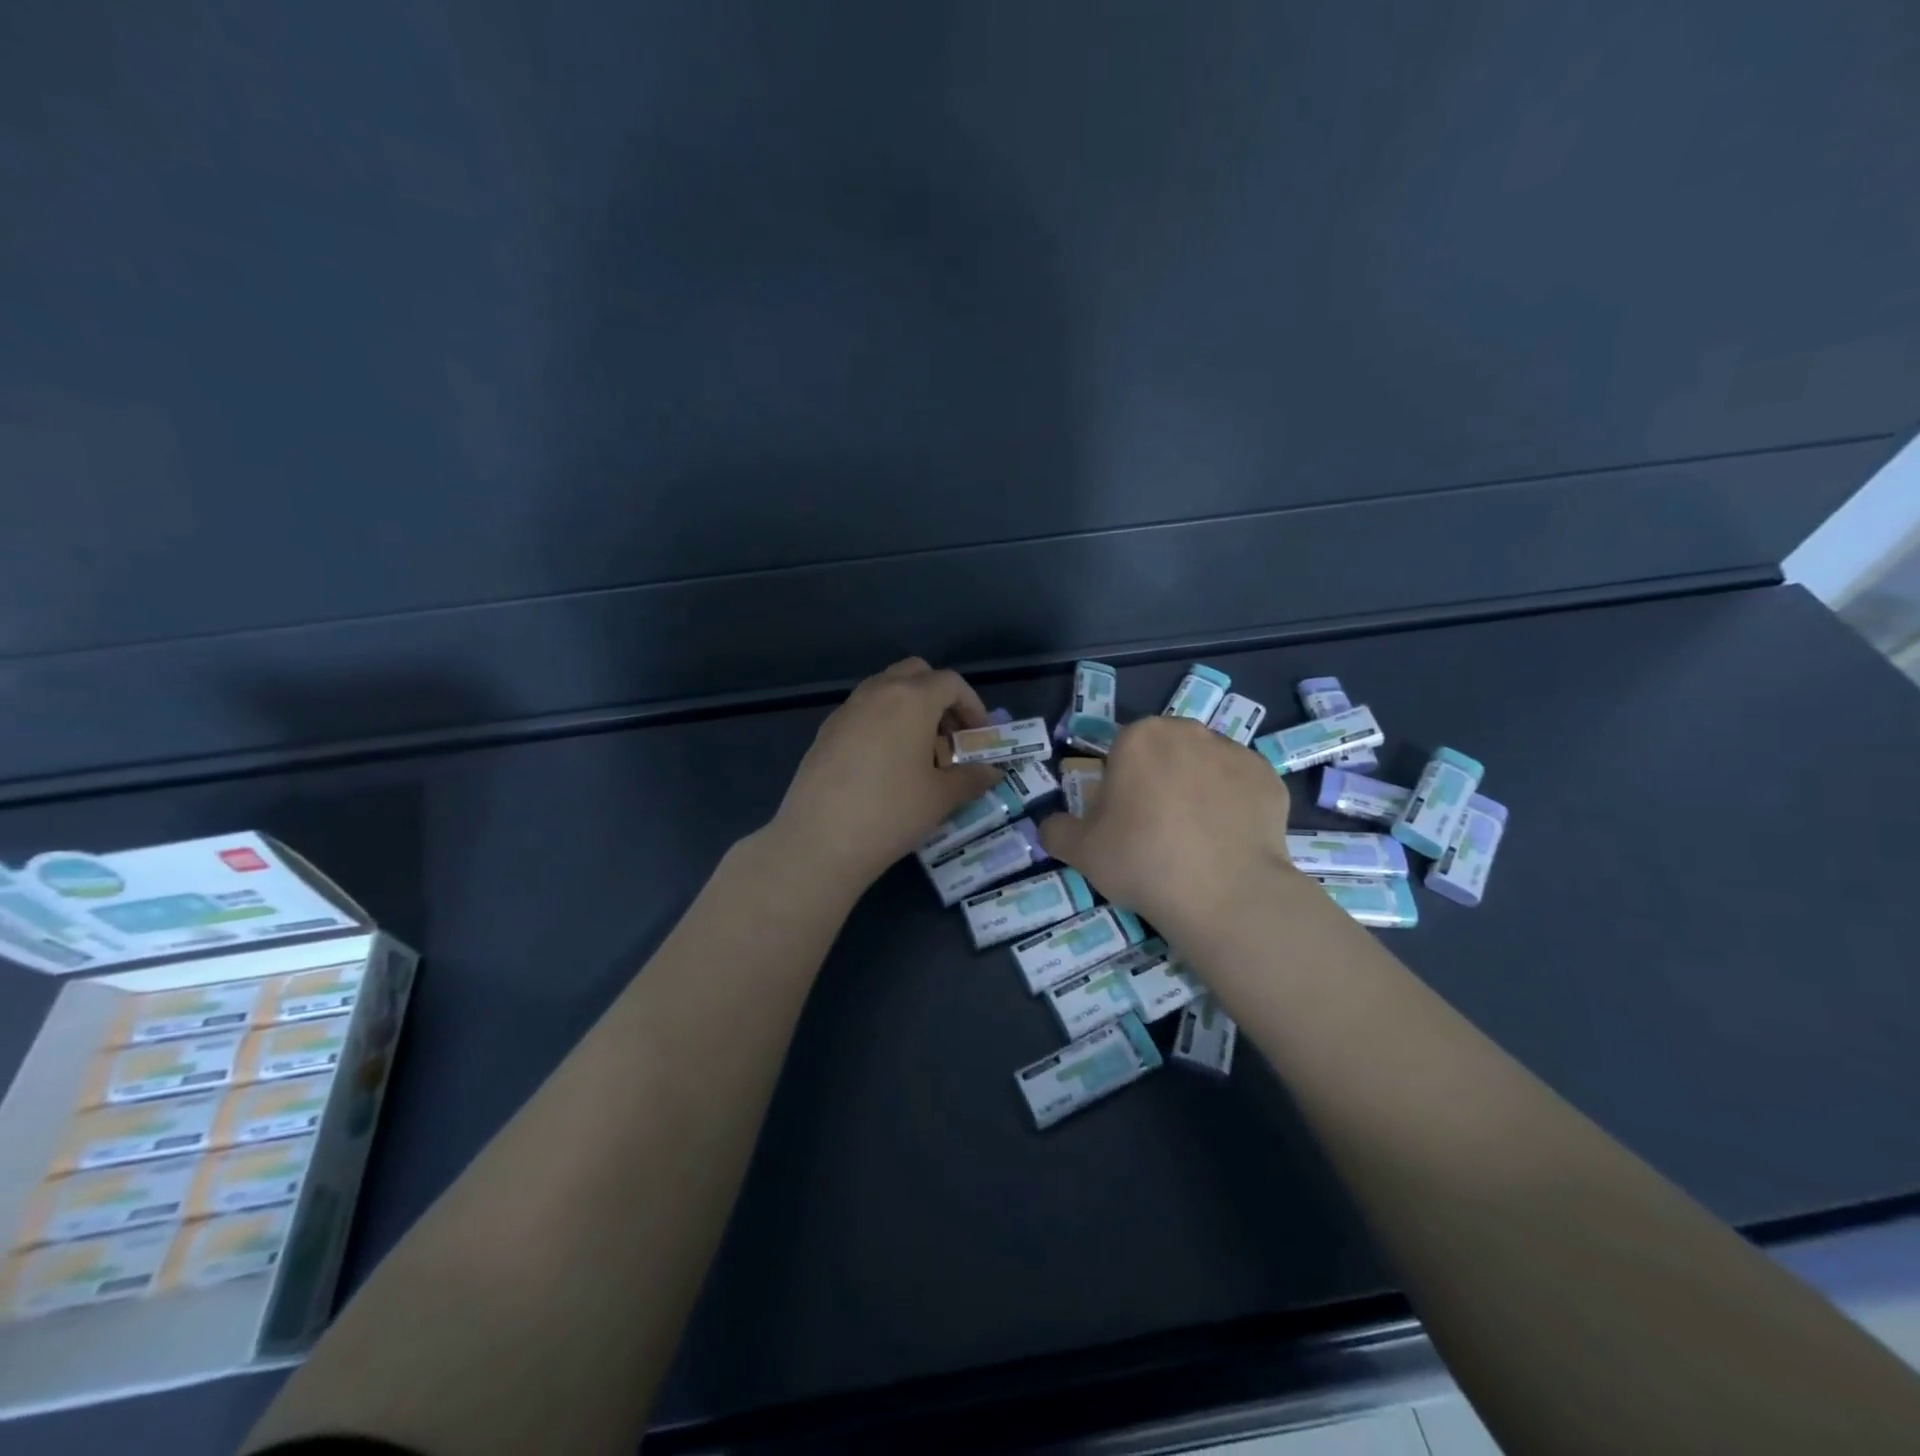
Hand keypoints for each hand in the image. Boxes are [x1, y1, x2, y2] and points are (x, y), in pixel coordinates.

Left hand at [770, 658, 1002, 888]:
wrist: (820, 840)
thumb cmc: (892, 812)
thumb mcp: (941, 797)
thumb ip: (971, 777)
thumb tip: (992, 772)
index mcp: (911, 698)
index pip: (951, 683)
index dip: (973, 706)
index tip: (979, 736)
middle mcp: (877, 692)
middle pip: (915, 674)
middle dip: (939, 697)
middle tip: (949, 736)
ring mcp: (846, 710)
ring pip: (885, 690)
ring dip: (909, 709)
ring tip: (919, 754)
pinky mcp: (825, 731)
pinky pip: (863, 713)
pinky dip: (883, 724)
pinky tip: (885, 766)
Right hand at [1039, 715, 1295, 938]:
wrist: (1224, 894)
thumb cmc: (1142, 861)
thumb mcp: (1080, 851)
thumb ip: (1057, 830)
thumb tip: (1052, 826)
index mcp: (1140, 737)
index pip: (1121, 752)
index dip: (1119, 785)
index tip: (1123, 821)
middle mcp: (1189, 732)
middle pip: (1166, 752)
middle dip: (1160, 780)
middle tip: (1157, 829)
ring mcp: (1235, 752)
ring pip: (1206, 766)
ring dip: (1198, 789)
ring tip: (1197, 838)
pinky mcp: (1270, 779)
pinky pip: (1241, 787)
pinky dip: (1234, 806)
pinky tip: (1228, 841)